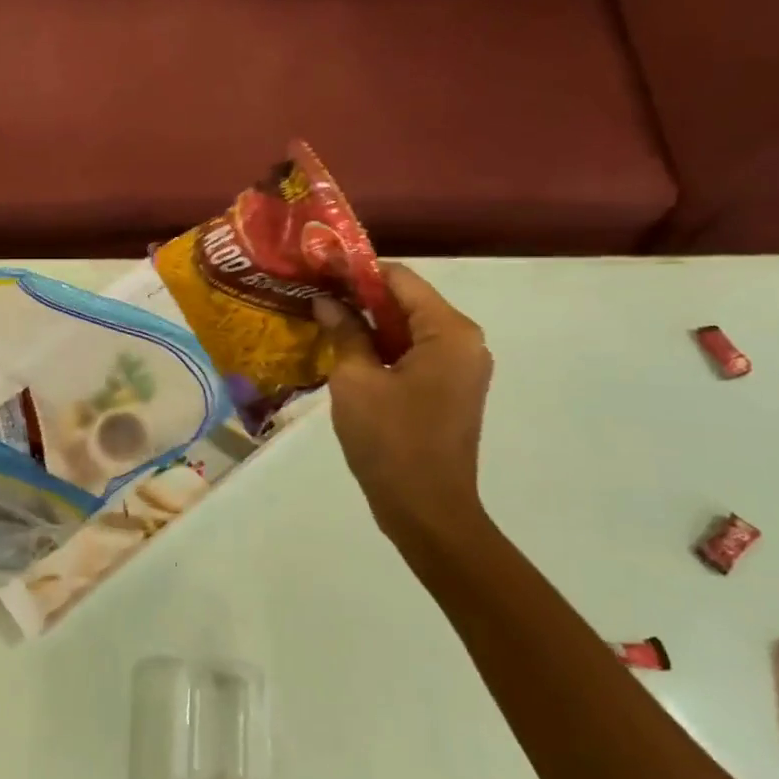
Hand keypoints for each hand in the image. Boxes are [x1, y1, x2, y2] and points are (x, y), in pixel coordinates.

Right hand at [312, 264, 494, 550]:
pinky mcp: (449, 390)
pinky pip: (414, 354)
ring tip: (323, 318)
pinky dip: (383, 348)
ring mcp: (460, 367)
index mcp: (448, 332)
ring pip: (408, 329)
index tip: (319, 268)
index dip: (357, 271)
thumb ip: (345, 332)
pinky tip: (345, 350)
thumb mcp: (355, 381)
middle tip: (314, 293)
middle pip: (406, 302)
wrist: (427, 510)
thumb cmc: (390, 441)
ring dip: (369, 324)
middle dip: (361, 296)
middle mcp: (463, 342)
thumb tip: (327, 301)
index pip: (400, 279)